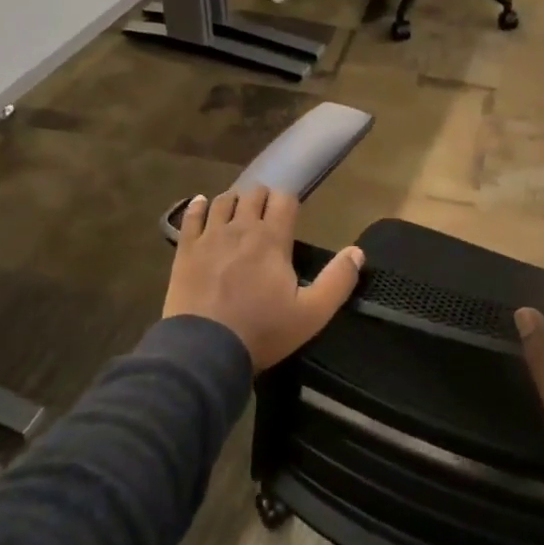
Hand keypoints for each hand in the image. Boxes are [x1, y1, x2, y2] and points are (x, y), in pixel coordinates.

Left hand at [163, 188, 363, 370]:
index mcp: (272, 239)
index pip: (284, 200)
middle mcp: (241, 228)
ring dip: (234, 200)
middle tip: (267, 213)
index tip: (291, 213)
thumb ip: (338, 280)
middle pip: (253, 194)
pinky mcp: (185, 250)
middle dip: (263, 198)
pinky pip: (191, 216)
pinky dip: (198, 206)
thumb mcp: (312, 313)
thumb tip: (357, 252)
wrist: (205, 349)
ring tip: (239, 210)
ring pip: (223, 200)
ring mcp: (210, 237)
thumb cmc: (262, 331)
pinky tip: (201, 204)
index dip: (289, 201)